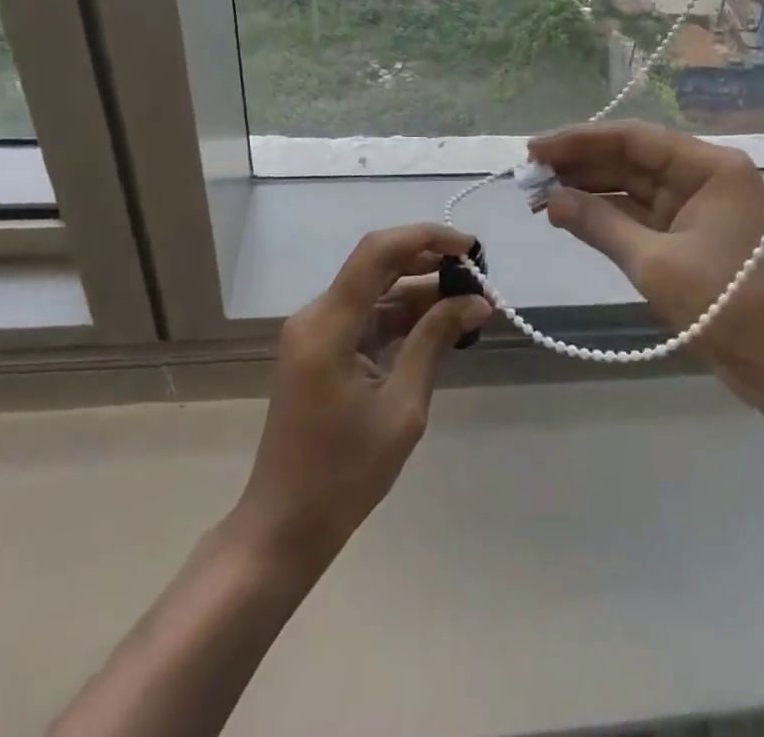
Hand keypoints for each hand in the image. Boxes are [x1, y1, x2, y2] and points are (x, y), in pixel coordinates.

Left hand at [236, 224, 492, 572]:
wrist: (285, 526)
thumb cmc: (343, 475)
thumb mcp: (402, 408)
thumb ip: (434, 342)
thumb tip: (476, 301)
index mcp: (328, 325)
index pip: (378, 252)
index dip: (426, 238)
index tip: (471, 248)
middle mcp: (317, 315)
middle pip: (377, 264)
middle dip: (430, 262)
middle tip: (478, 276)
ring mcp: (317, 331)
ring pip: (375, 289)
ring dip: (421, 290)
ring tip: (471, 301)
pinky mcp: (322, 348)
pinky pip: (367, 316)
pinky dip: (403, 316)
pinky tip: (441, 323)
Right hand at [529, 122, 763, 411]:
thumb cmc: (732, 308)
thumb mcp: (657, 266)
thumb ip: (600, 226)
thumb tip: (550, 199)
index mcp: (709, 167)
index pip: (634, 139)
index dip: (579, 141)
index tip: (534, 149)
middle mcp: (706, 178)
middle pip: (632, 160)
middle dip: (580, 166)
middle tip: (528, 175)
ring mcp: (701, 210)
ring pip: (635, 189)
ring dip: (590, 192)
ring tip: (540, 195)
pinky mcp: (695, 241)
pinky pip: (644, 218)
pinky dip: (610, 218)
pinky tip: (572, 217)